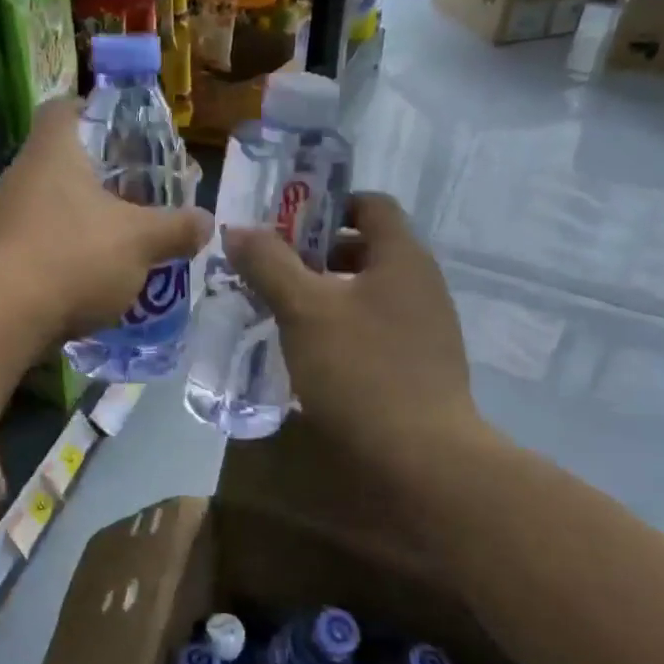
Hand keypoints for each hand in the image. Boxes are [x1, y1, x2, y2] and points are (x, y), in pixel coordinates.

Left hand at [0, 98, 210, 341]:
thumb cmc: (73, 255)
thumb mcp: (141, 241)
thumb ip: (176, 228)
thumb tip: (206, 221)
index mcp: (54, 152)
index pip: (64, 108)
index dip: (93, 110)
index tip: (122, 130)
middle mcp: (21, 176)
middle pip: (61, 161)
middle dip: (99, 177)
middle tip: (136, 194)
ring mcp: (1, 218)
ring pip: (49, 206)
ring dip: (82, 220)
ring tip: (120, 241)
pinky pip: (36, 244)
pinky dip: (63, 255)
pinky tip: (89, 279)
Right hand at [223, 192, 490, 473]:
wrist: (422, 459)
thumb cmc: (361, 369)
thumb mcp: (303, 310)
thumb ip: (269, 264)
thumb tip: (238, 230)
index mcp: (402, 257)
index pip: (370, 204)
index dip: (326, 205)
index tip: (283, 225)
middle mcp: (420, 284)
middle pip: (364, 248)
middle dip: (313, 254)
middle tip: (269, 271)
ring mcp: (424, 328)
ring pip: (365, 292)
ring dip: (323, 294)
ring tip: (279, 312)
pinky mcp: (419, 366)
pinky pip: (373, 328)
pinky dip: (339, 328)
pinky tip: (308, 353)